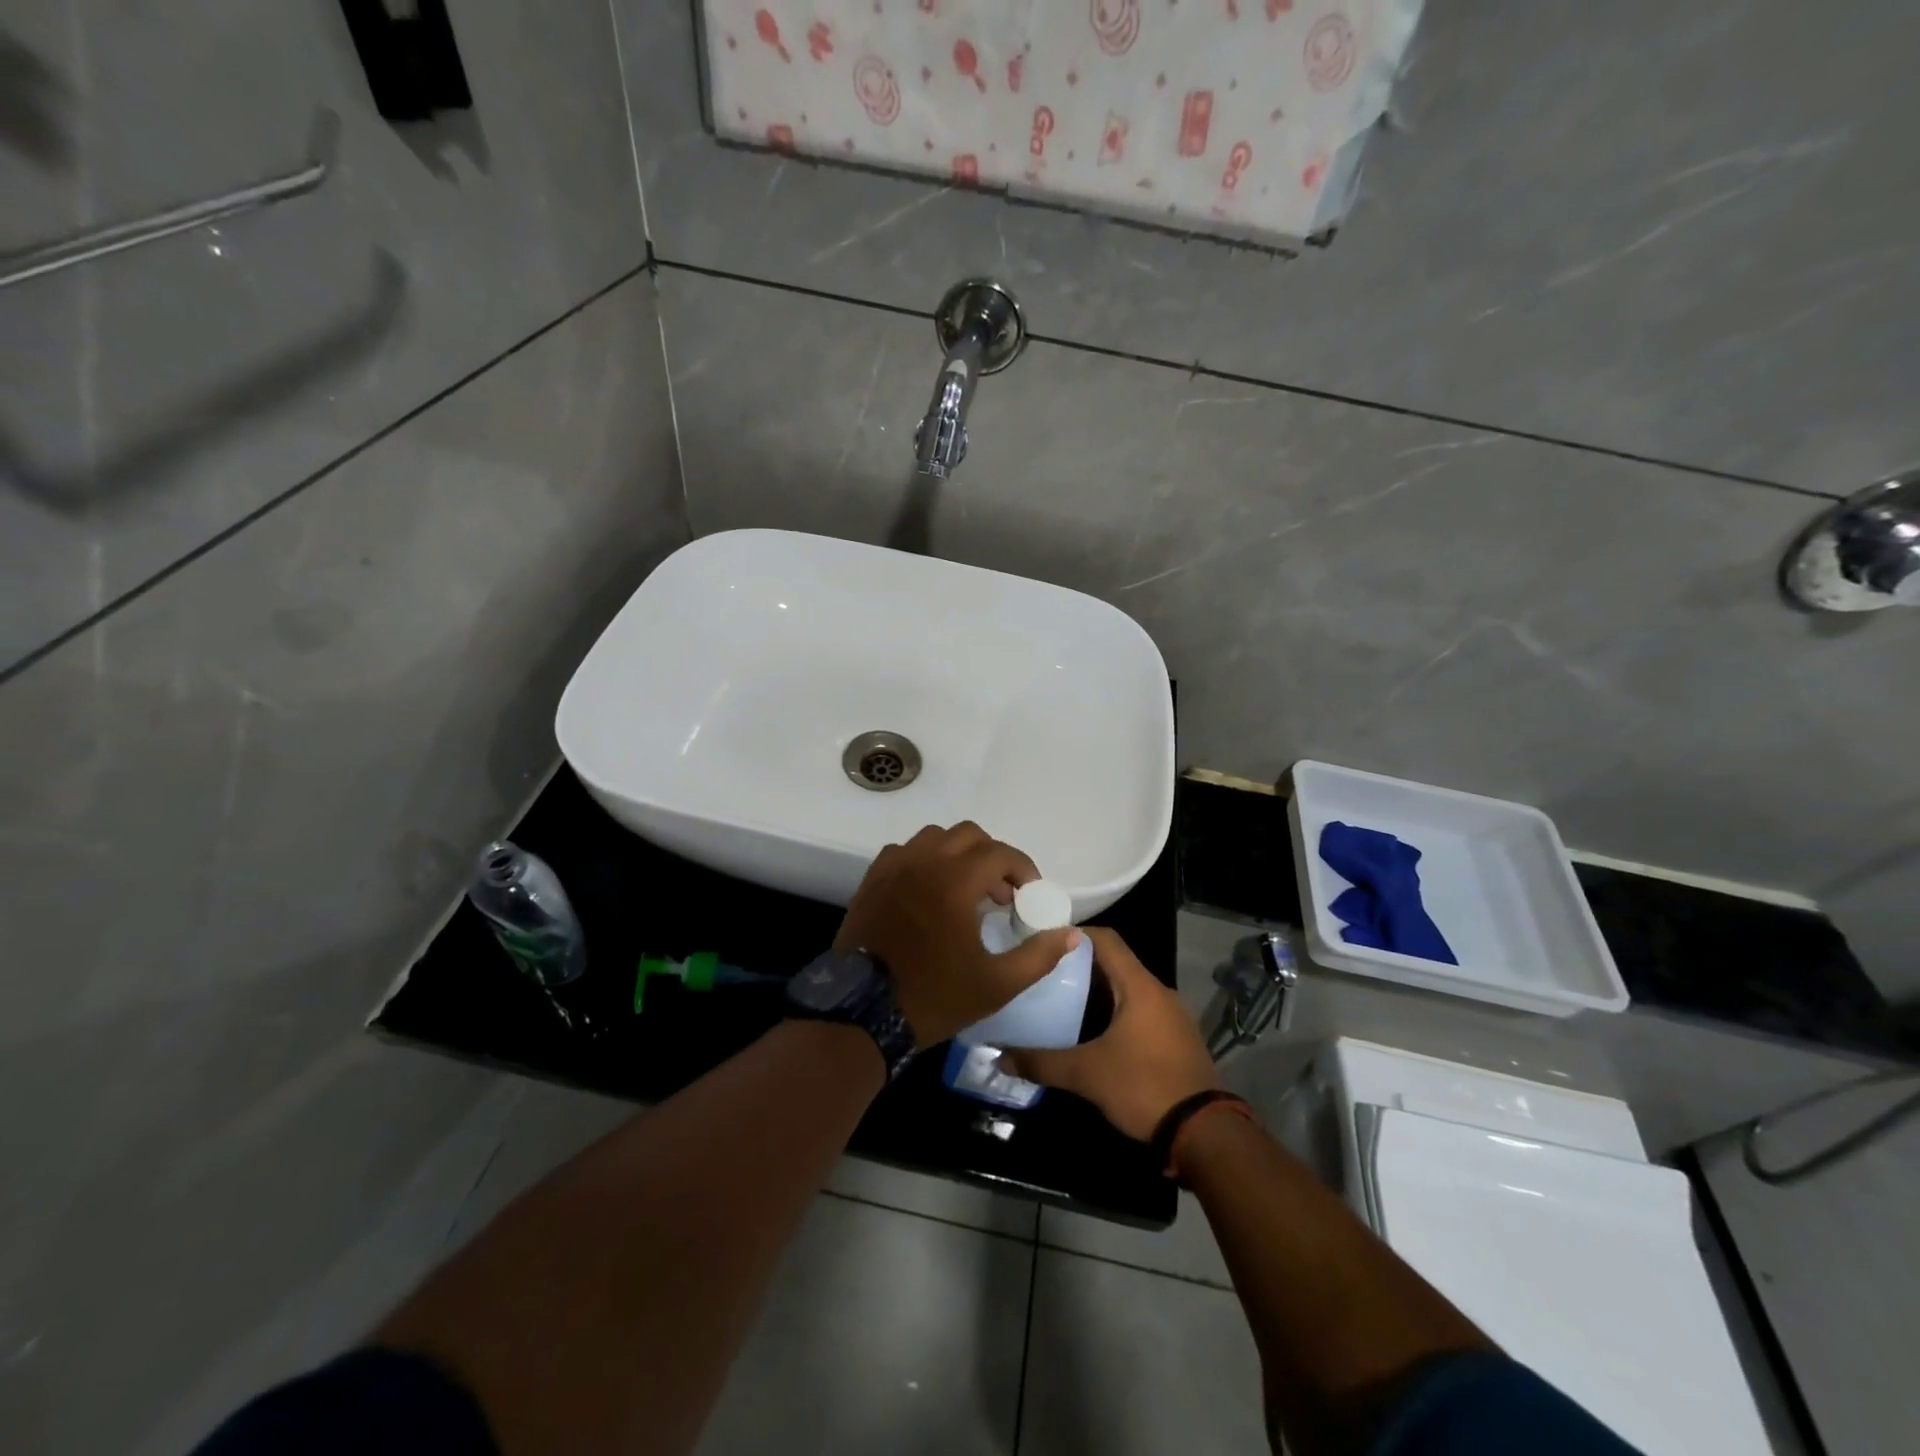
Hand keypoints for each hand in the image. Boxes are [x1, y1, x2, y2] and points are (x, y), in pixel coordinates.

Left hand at [835, 823, 1080, 1046]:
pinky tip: (930, 891)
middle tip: (1001, 893)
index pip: (1000, 853)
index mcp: (955, 882)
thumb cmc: (933, 997)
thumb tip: (1071, 935)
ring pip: (935, 837)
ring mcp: (894, 867)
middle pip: (969, 835)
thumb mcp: (996, 985)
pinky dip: (925, 860)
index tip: (1029, 894)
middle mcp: (924, 862)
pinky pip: (905, 851)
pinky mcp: (873, 879)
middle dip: (993, 857)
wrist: (862, 1012)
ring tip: (966, 889)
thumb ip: (1038, 956)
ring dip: (959, 854)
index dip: (1023, 869)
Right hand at [1002, 928, 1218, 1140]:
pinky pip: (1141, 1012)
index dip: (1074, 934)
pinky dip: (1115, 1013)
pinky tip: (1093, 1033)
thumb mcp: (1086, 1074)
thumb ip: (1042, 1062)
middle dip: (1080, 966)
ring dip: (1098, 992)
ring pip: (1128, 990)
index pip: (1106, 939)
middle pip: (1116, 964)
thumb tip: (1001, 1057)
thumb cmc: (1143, 1087)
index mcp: (1140, 986)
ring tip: (1062, 1002)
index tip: (1043, 941)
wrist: (1204, 1134)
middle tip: (1044, 974)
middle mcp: (1159, 992)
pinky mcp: (1177, 1040)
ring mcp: (1172, 1017)